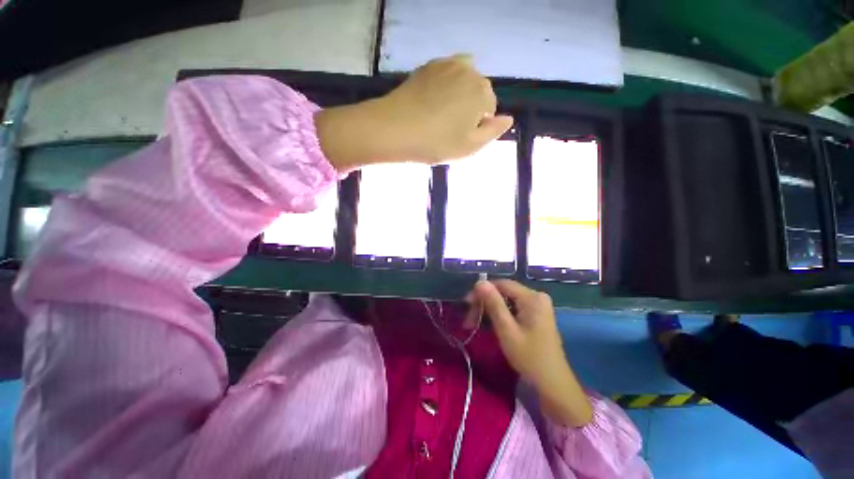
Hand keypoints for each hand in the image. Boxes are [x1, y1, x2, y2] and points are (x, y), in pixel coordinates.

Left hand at [315, 54, 512, 172]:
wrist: (394, 129)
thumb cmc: (436, 142)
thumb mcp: (469, 146)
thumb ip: (492, 132)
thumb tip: (508, 118)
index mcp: (482, 91)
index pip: (489, 109)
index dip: (476, 125)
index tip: (459, 137)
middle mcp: (468, 70)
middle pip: (477, 92)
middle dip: (468, 108)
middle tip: (448, 129)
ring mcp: (446, 64)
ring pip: (462, 82)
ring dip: (457, 96)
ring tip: (440, 115)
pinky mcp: (427, 66)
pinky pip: (445, 76)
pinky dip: (443, 87)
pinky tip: (430, 103)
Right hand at [471, 280, 592, 426]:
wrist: (552, 383)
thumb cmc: (529, 357)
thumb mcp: (507, 330)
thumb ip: (493, 303)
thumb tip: (479, 281)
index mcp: (532, 297)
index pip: (501, 284)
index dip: (482, 291)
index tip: (467, 304)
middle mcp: (536, 296)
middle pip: (503, 291)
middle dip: (484, 303)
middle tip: (469, 320)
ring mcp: (537, 305)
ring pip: (506, 299)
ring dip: (490, 310)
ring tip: (475, 324)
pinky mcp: (536, 313)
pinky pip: (513, 307)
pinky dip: (500, 314)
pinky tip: (490, 324)